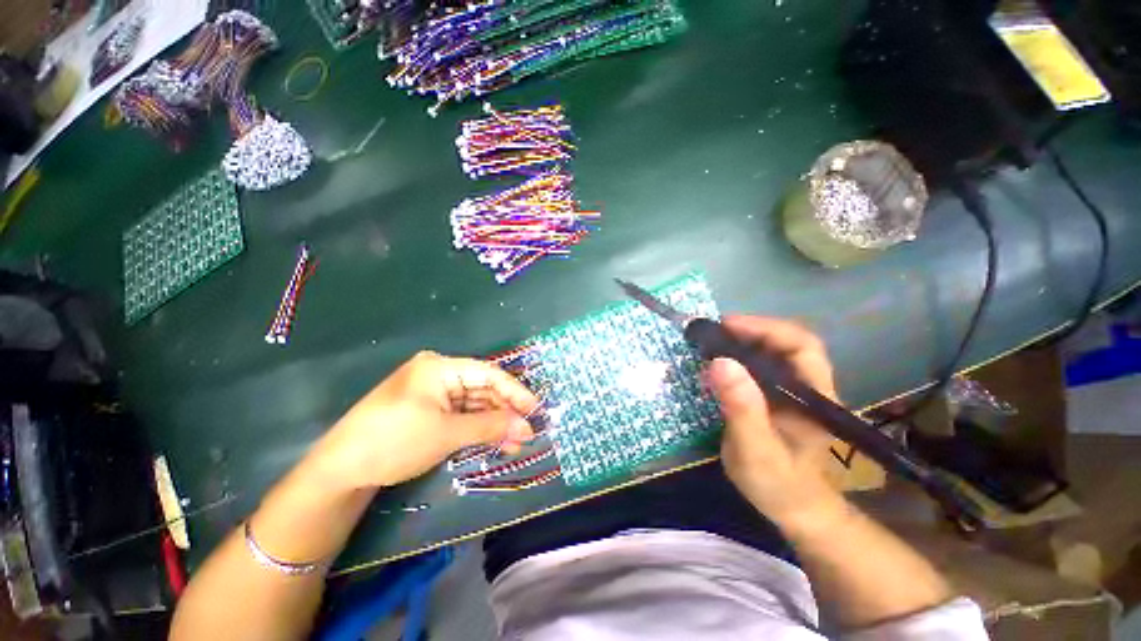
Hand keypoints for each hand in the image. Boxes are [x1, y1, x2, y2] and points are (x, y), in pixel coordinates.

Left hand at [310, 351, 537, 489]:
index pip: (488, 374)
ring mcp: (433, 394)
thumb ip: (491, 427)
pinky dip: (478, 429)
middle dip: (506, 411)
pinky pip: (461, 416)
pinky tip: (495, 442)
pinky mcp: (429, 411)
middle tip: (528, 432)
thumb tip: (527, 427)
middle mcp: (439, 374)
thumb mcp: (446, 433)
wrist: (339, 472)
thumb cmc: (394, 441)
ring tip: (516, 443)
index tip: (536, 409)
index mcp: (441, 367)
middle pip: (483, 389)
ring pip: (474, 405)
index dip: (515, 391)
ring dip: (495, 423)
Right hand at [707, 316, 844, 529]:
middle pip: (784, 343)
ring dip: (740, 342)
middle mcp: (806, 387)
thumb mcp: (756, 450)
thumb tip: (720, 362)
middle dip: (748, 331)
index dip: (765, 328)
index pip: (801, 345)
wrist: (792, 508)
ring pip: (770, 353)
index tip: (727, 326)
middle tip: (712, 333)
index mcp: (814, 396)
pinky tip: (716, 363)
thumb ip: (742, 408)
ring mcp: (791, 391)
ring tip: (709, 343)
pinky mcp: (775, 397)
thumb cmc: (778, 484)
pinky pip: (757, 367)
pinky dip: (736, 358)